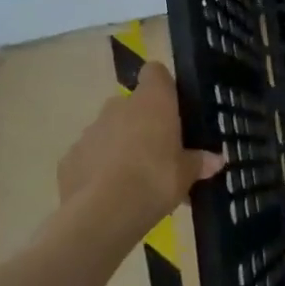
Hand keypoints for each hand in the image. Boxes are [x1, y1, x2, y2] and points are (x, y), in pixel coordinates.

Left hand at [54, 61, 223, 242]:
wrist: (102, 214)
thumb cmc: (155, 179)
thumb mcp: (187, 174)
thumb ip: (199, 162)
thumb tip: (215, 160)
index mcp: (152, 101)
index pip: (155, 72)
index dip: (163, 85)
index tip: (173, 105)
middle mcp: (118, 107)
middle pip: (132, 104)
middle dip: (143, 123)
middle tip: (160, 151)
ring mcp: (90, 131)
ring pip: (110, 130)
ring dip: (121, 145)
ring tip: (135, 178)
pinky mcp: (69, 158)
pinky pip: (90, 156)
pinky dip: (99, 168)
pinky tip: (110, 193)